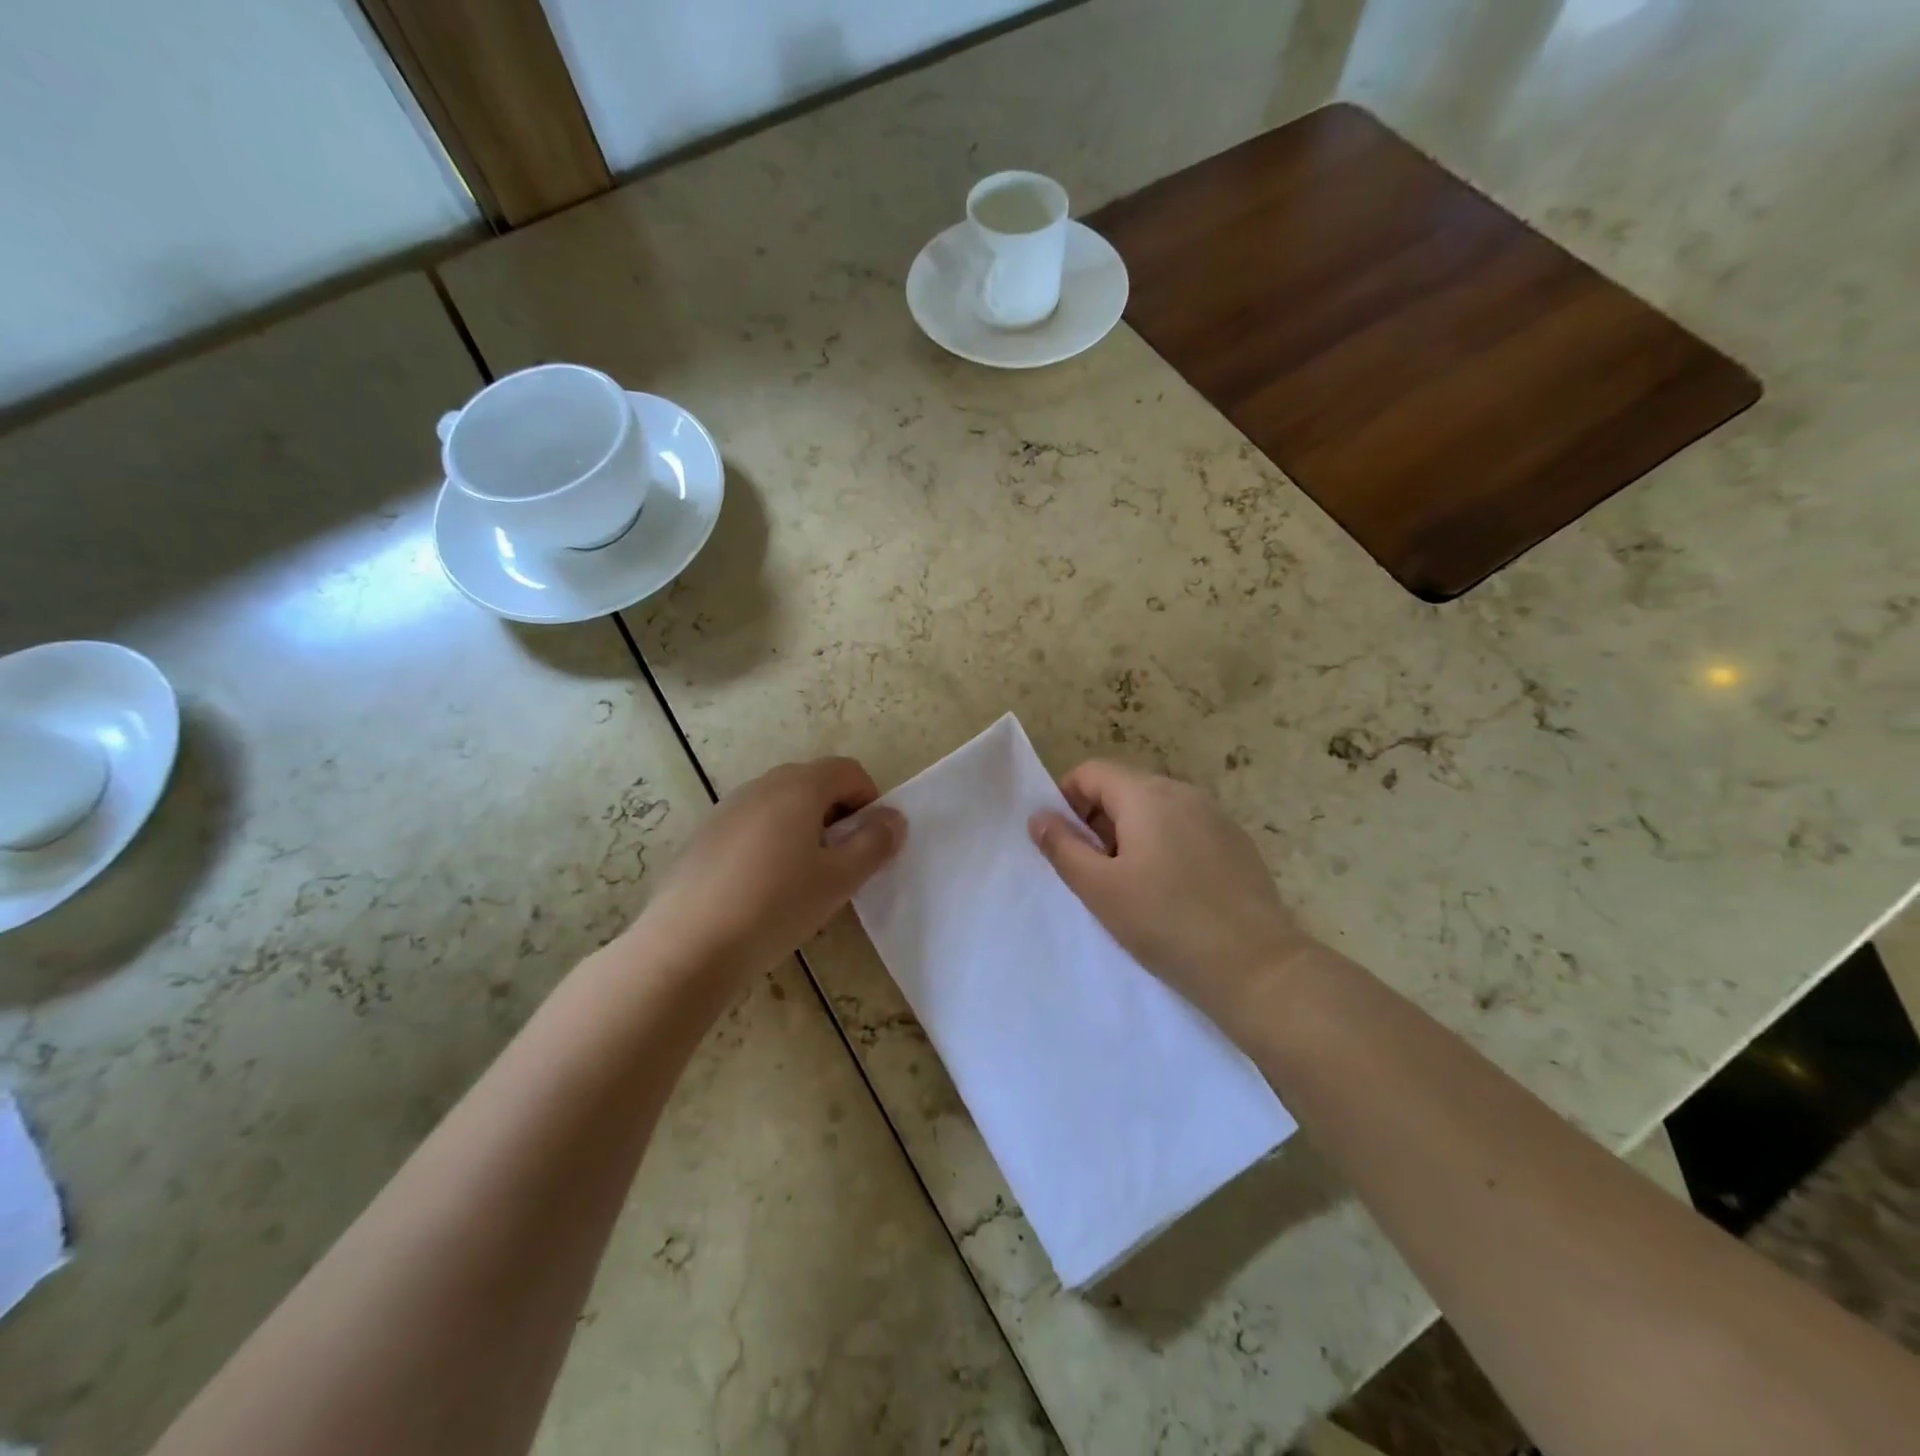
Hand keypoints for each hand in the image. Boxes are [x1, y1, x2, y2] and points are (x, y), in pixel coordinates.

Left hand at [635, 757, 904, 984]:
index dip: (869, 800)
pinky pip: (752, 825)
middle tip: (840, 862)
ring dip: (804, 828)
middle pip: (813, 782)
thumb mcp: (839, 879)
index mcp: (799, 787)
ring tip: (802, 879)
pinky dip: (770, 842)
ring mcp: (727, 808)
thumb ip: (874, 843)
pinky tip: (762, 889)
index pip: (848, 770)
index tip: (868, 842)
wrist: (687, 945)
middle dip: (837, 814)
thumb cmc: (775, 906)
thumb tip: (894, 818)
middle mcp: (761, 785)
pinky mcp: (704, 835)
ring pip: (780, 804)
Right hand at [1028, 761, 1316, 1039]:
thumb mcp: (1099, 888)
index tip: (1062, 843)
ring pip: (1154, 810)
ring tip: (1129, 886)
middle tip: (1092, 872)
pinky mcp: (1236, 842)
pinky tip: (1170, 892)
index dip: (1066, 800)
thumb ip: (1062, 846)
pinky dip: (1163, 846)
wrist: (1256, 967)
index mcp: (1147, 794)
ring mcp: (1215, 816)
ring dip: (1129, 836)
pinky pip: (1184, 829)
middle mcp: (1183, 792)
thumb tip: (1038, 816)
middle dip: (1097, 821)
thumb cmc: (1165, 923)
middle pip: (1123, 788)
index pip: (1091, 772)